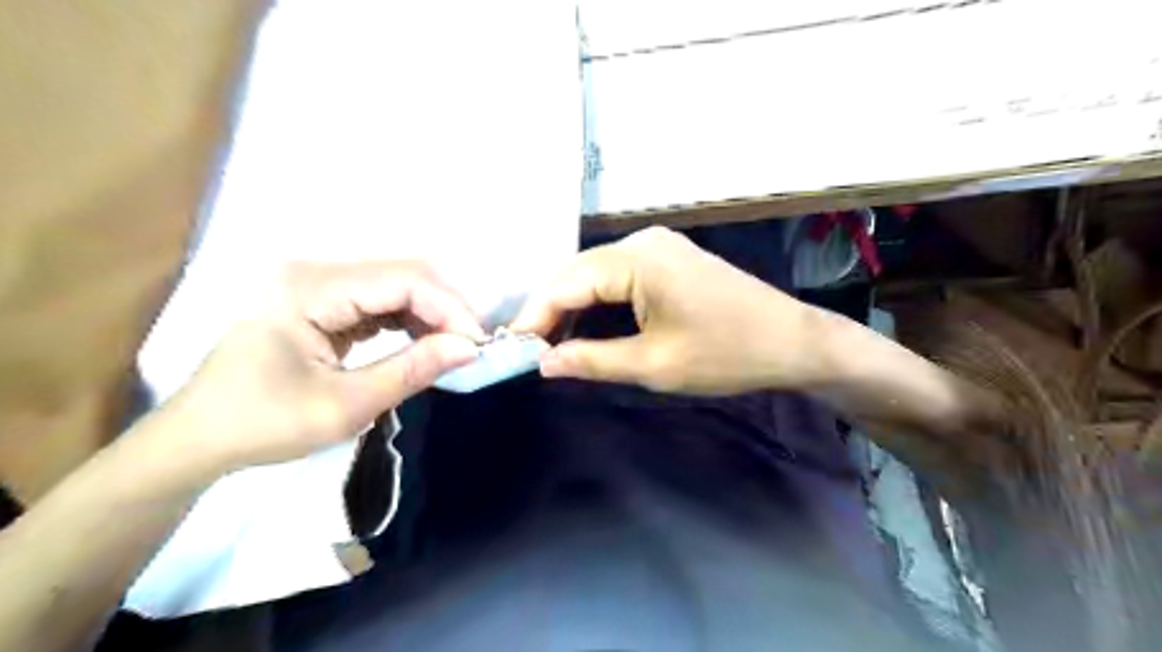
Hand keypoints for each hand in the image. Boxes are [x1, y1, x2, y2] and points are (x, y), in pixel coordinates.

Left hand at [164, 260, 482, 472]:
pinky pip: (380, 301)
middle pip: (402, 273)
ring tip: (453, 347)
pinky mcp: (323, 301)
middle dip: (445, 308)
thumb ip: (411, 371)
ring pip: (396, 284)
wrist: (198, 439)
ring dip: (431, 314)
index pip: (402, 279)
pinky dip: (410, 321)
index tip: (477, 344)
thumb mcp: (344, 406)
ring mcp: (317, 284)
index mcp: (309, 288)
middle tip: (471, 346)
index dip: (448, 307)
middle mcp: (314, 272)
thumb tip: (469, 349)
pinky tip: (425, 343)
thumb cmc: (262, 425)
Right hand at [509, 227, 836, 394]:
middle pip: (576, 273)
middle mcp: (642, 241)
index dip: (534, 317)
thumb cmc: (726, 354)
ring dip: (573, 307)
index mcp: (636, 259)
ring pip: (595, 275)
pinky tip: (587, 328)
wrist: (793, 341)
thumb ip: (592, 360)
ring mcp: (657, 247)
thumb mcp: (654, 364)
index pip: (565, 283)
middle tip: (530, 351)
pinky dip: (599, 303)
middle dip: (550, 311)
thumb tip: (543, 363)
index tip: (511, 350)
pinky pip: (618, 277)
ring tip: (552, 344)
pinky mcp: (668, 258)